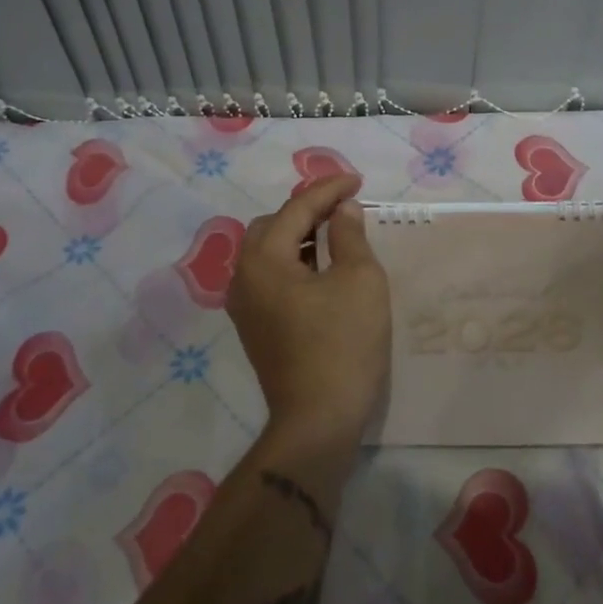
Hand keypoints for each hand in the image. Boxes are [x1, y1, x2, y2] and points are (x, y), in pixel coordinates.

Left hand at [227, 175, 390, 446]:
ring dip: (301, 236)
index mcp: (263, 259)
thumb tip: (342, 210)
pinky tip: (323, 269)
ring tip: (338, 234)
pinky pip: (271, 277)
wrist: (317, 422)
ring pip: (269, 252)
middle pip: (274, 225)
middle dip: (308, 210)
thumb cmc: (342, 344)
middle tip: (345, 208)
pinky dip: (295, 262)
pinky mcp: (254, 327)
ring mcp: (244, 305)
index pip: (296, 208)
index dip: (329, 189)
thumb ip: (350, 235)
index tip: (358, 181)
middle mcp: (243, 277)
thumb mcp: (359, 281)